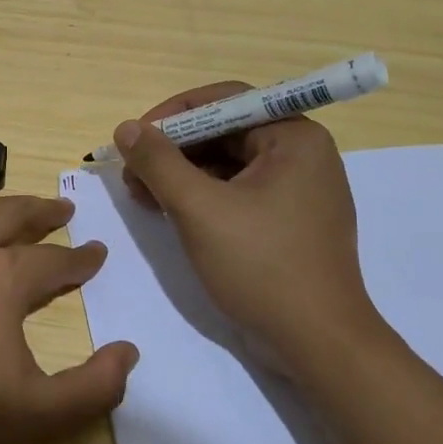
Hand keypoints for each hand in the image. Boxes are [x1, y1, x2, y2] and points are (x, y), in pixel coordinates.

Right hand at [114, 84, 389, 375]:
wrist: (317, 342)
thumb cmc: (261, 265)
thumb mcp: (199, 209)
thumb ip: (159, 162)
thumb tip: (125, 128)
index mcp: (294, 137)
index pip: (225, 101)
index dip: (173, 114)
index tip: (134, 138)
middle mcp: (302, 154)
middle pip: (224, 132)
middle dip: (173, 149)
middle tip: (132, 172)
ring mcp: (298, 190)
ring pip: (227, 164)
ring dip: (181, 174)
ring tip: (141, 194)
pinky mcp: (288, 221)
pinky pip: (237, 192)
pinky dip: (201, 196)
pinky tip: (167, 211)